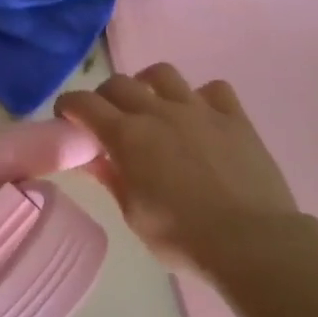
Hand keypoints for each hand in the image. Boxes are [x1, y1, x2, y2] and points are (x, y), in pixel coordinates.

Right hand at [55, 66, 298, 275]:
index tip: (66, 119)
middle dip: (103, 96)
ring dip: (147, 85)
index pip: (83, 103)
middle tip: (106, 119)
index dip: (68, 106)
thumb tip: (94, 158)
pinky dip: (198, 97)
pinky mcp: (235, 118)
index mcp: (127, 137)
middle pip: (119, 83)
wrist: (251, 242)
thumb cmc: (181, 237)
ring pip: (163, 74)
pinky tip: (198, 117)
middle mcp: (159, 113)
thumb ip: (112, 178)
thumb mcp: (133, 213)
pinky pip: (212, 89)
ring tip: (150, 106)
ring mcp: (200, 110)